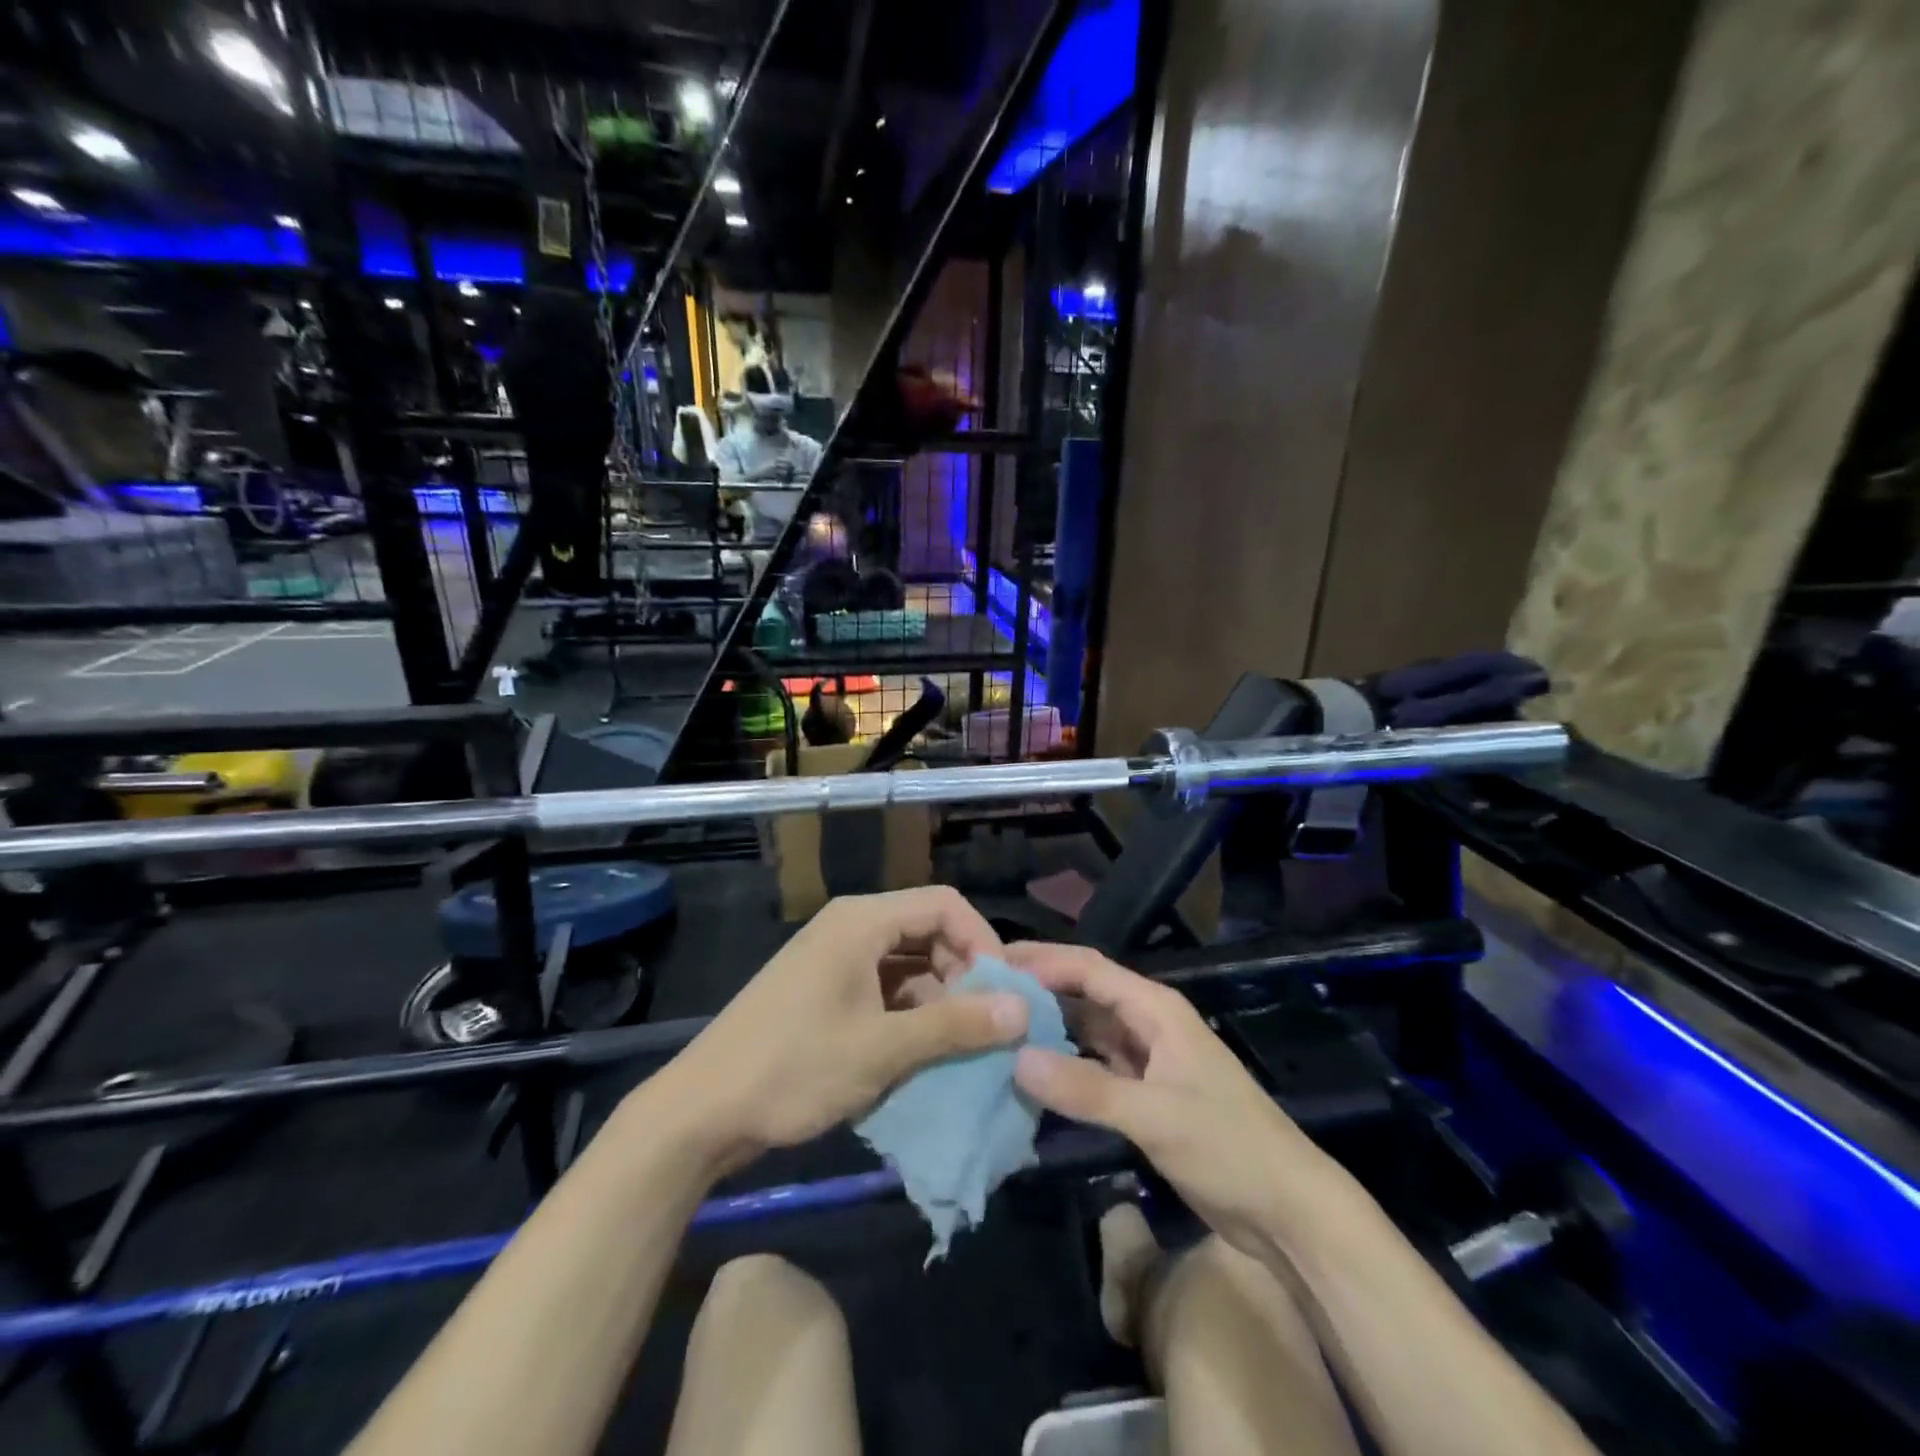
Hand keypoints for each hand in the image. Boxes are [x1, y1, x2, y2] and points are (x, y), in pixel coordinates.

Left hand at [663, 888, 1028, 1168]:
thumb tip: (1023, 1010)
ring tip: (960, 1043)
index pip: (944, 904)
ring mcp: (834, 959)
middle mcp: (850, 927)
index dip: (983, 941)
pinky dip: (910, 1012)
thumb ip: (955, 1025)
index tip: (1004, 993)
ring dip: (939, 996)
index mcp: (861, 921)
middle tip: (985, 1022)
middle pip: (927, 930)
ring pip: (907, 962)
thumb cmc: (793, 1069)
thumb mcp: (882, 1049)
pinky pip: (884, 987)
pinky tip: (922, 1052)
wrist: (700, 1112)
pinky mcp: (825, 990)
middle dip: (963, 972)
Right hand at [1008, 942, 1331, 1252]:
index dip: (1043, 963)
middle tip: (985, 991)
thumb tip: (1015, 1059)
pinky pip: (1096, 1066)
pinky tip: (1033, 1072)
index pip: (1090, 970)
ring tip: (999, 1027)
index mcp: (1156, 1009)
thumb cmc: (1228, 1147)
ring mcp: (1147, 1059)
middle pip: (1086, 994)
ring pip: (1088, 1031)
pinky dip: (1066, 1065)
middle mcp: (1149, 1023)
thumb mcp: (1154, 1115)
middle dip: (1040, 989)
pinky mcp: (1146, 1093)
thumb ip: (1085, 1089)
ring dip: (1050, 1028)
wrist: (1287, 1210)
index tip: (995, 965)